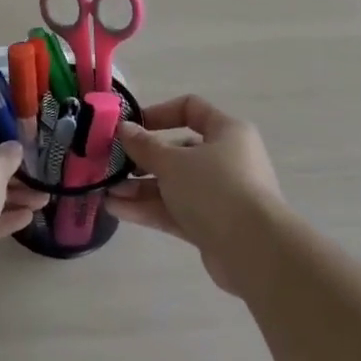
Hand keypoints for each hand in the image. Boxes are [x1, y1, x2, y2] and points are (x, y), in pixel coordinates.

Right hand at [109, 96, 284, 294]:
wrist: (254, 250)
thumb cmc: (215, 188)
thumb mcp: (172, 162)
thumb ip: (144, 145)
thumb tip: (124, 128)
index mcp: (227, 132)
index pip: (191, 109)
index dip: (158, 113)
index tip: (130, 127)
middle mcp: (226, 160)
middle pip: (178, 152)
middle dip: (142, 159)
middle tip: (112, 166)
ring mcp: (220, 195)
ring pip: (173, 185)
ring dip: (140, 188)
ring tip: (107, 192)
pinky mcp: (212, 225)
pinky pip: (176, 210)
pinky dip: (149, 209)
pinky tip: (117, 210)